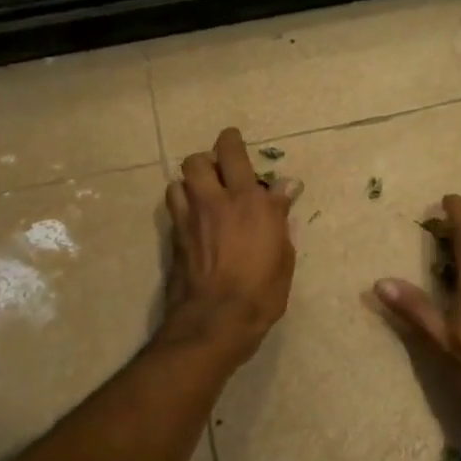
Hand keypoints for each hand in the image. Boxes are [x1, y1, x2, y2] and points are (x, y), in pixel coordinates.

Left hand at [160, 128, 299, 363]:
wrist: (216, 321)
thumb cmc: (262, 291)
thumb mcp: (283, 254)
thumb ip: (279, 215)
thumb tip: (286, 186)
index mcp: (248, 202)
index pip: (233, 154)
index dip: (232, 141)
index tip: (234, 140)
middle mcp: (214, 202)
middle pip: (197, 161)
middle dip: (208, 160)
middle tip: (221, 173)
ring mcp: (189, 219)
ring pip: (179, 182)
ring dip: (191, 184)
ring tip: (204, 196)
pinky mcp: (174, 238)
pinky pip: (174, 208)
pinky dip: (183, 206)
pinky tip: (195, 221)